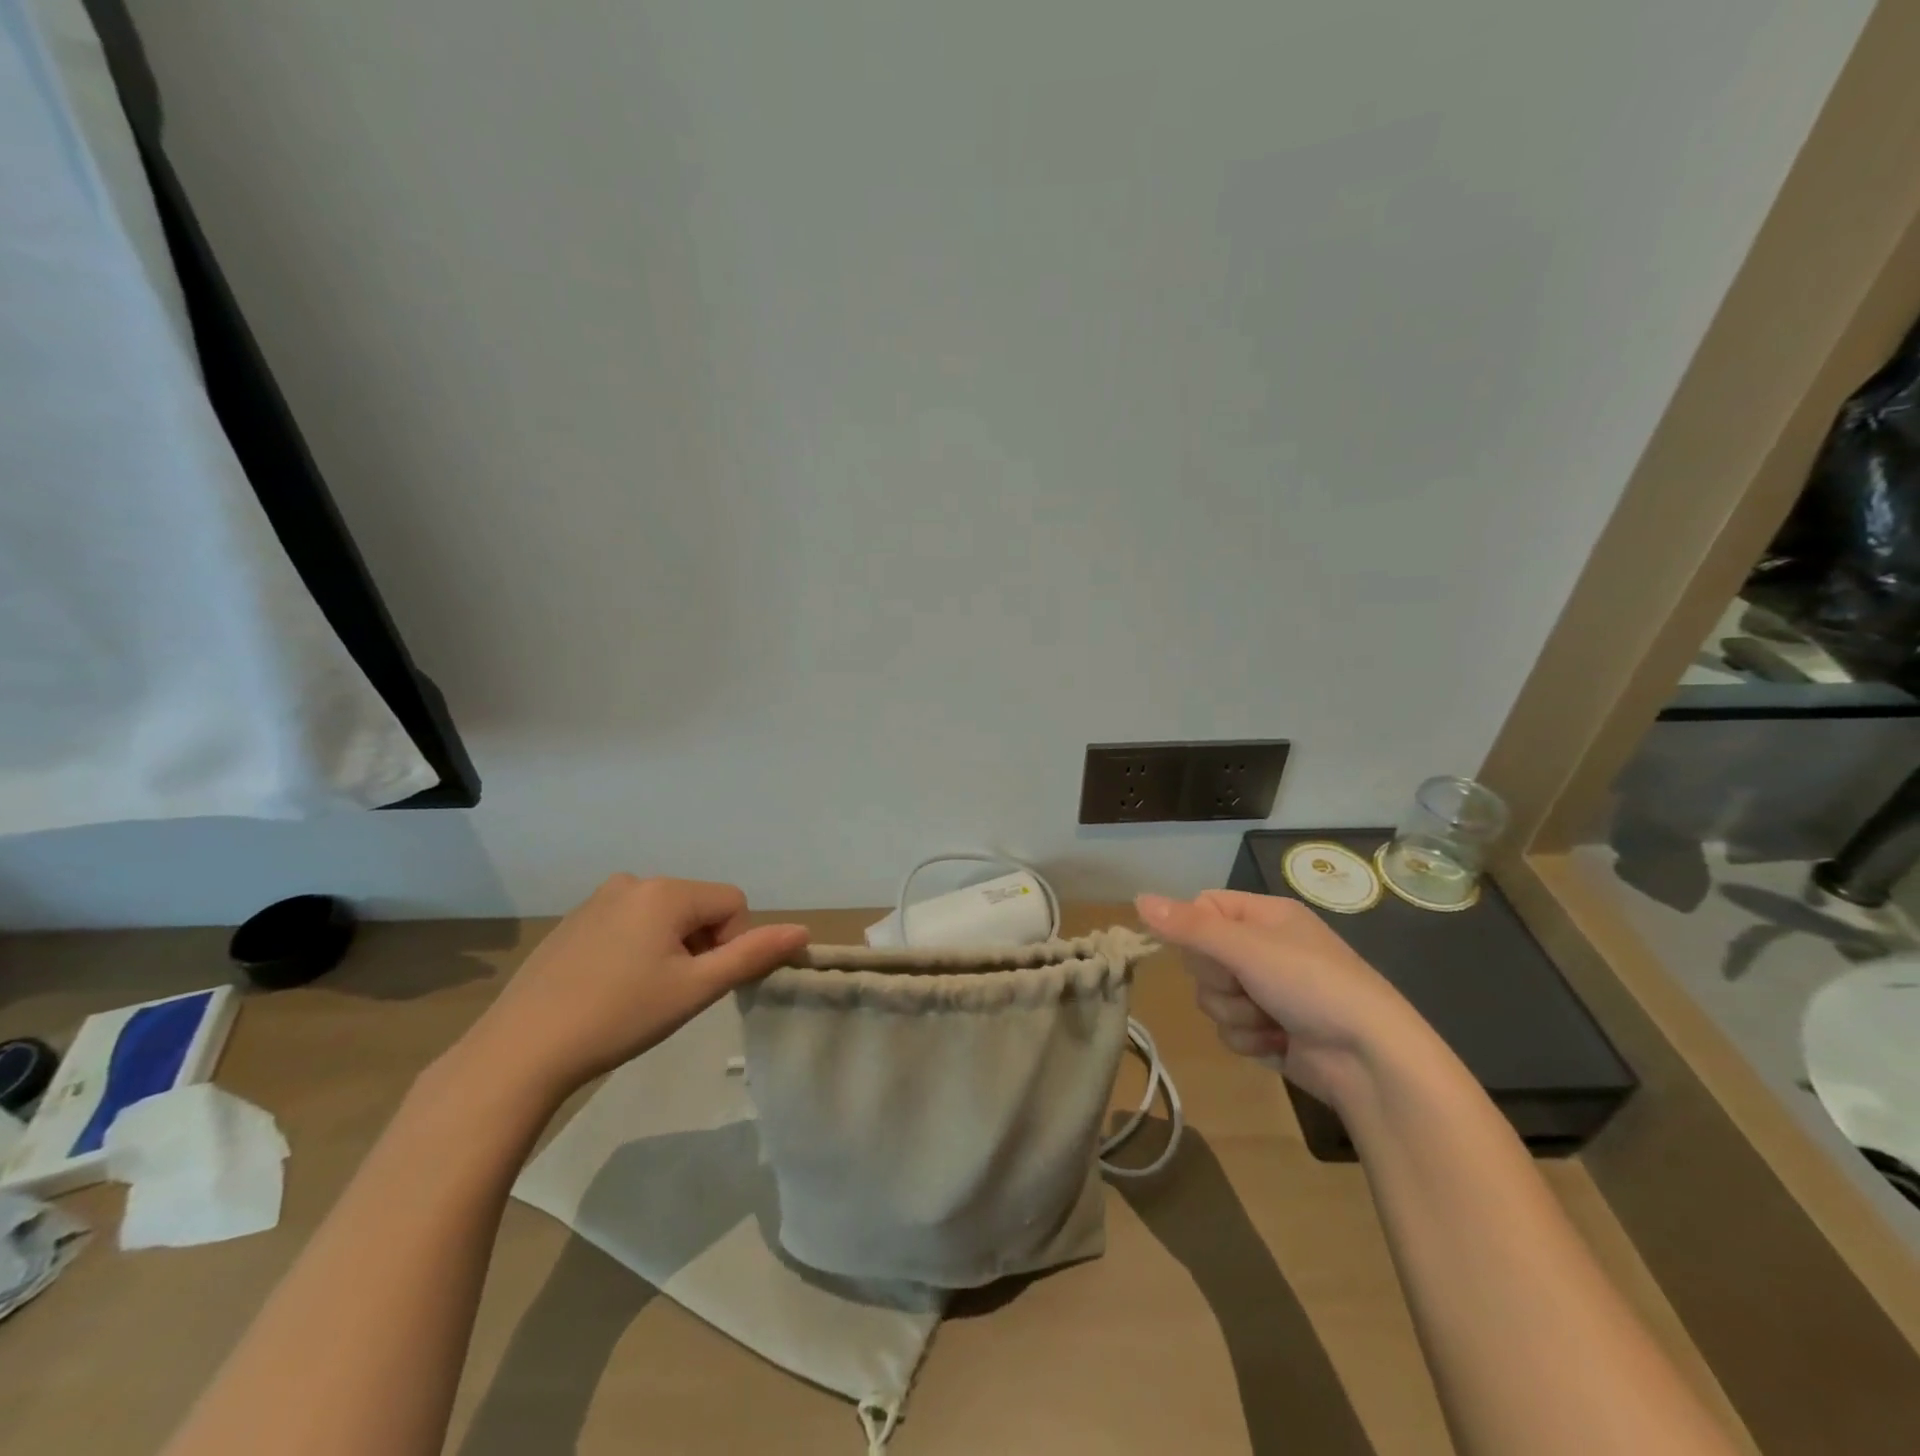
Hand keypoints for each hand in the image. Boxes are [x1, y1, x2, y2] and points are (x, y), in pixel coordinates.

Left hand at [458, 876, 808, 1099]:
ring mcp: (598, 899)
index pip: (732, 904)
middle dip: (700, 946)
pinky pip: (629, 923)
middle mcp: (633, 881)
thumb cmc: (619, 1017)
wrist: (520, 1051)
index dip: (730, 945)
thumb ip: (753, 955)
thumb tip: (803, 931)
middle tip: (671, 994)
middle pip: (698, 907)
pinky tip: (611, 988)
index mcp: (666, 891)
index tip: (700, 985)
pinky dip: (637, 949)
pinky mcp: (574, 921)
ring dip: (670, 948)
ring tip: (641, 994)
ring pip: (664, 916)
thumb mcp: (696, 989)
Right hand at [1135, 889, 1433, 1108]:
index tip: (1205, 950)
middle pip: (1201, 957)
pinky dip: (1250, 1040)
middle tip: (1246, 986)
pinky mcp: (1269, 1030)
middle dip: (1218, 981)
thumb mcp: (1246, 948)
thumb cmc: (1311, 985)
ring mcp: (1267, 991)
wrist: (1370, 1059)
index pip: (1202, 909)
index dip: (1193, 931)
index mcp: (1263, 916)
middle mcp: (1263, 949)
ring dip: (1235, 1015)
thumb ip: (1189, 926)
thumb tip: (1137, 898)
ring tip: (1271, 1020)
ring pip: (1212, 998)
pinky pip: (1230, 1030)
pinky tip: (1278, 1043)